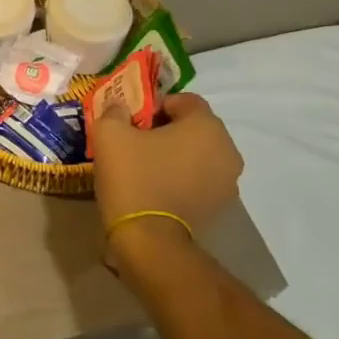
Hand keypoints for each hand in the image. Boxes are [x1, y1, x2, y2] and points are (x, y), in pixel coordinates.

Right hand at [92, 91, 243, 266]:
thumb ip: (115, 111)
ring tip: (145, 165)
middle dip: (167, 129)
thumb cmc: (133, 176)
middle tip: (136, 141)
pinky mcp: (220, 207)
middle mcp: (227, 150)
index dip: (157, 105)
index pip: (185, 100)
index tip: (134, 121)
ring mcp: (228, 182)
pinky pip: (200, 179)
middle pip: (195, 127)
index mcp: (207, 126)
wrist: (149, 238)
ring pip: (198, 154)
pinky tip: (157, 187)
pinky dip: (182, 177)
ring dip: (176, 154)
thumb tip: (120, 107)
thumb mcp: (110, 133)